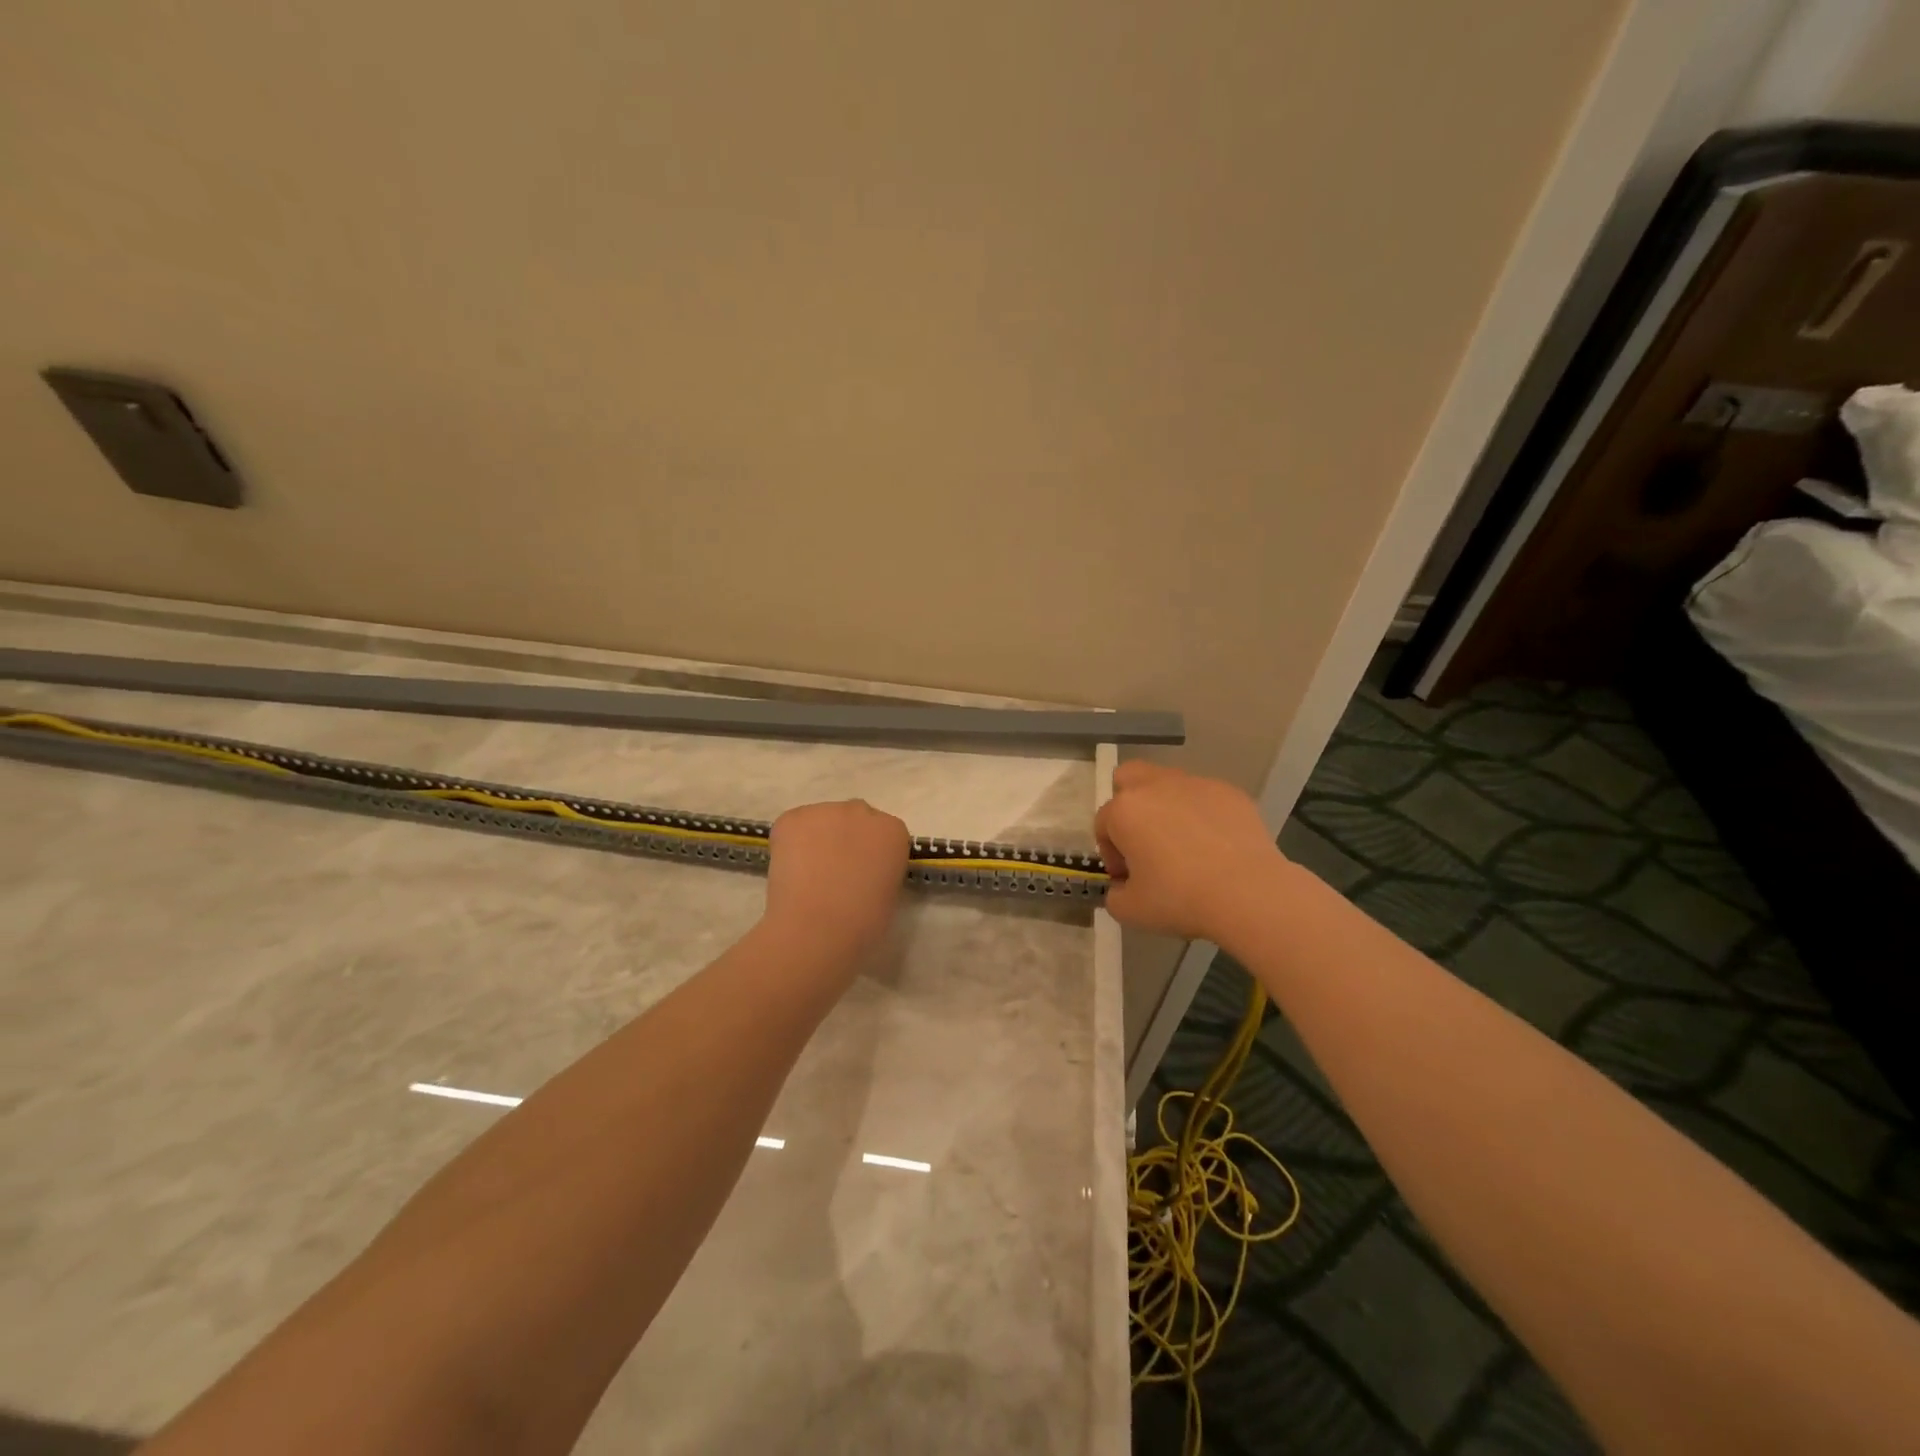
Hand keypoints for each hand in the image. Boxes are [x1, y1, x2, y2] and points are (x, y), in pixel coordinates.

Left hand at [759, 800, 910, 977]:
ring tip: (807, 874)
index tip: (862, 874)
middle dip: (846, 839)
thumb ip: (880, 871)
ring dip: (817, 840)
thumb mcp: (889, 895)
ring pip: (821, 821)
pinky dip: (789, 844)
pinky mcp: (792, 818)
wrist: (817, 928)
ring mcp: (825, 811)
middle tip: (834, 872)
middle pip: (854, 819)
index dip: (870, 853)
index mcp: (893, 831)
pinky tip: (790, 871)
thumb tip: (862, 874)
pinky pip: (793, 826)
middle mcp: (862, 811)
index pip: (884, 833)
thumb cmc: (862, 923)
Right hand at [1094, 762, 1289, 942]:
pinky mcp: (1230, 792)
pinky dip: (1203, 816)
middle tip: (1143, 839)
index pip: (1104, 824)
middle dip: (1129, 803)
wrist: (1248, 893)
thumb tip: (1122, 887)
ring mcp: (1196, 784)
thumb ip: (1115, 895)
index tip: (1127, 877)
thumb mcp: (1131, 911)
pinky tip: (1216, 846)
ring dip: (1166, 807)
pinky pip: (1205, 798)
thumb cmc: (1180, 899)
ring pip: (1169, 784)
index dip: (1111, 853)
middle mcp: (1155, 787)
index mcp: (1124, 810)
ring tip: (1184, 845)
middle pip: (1129, 777)